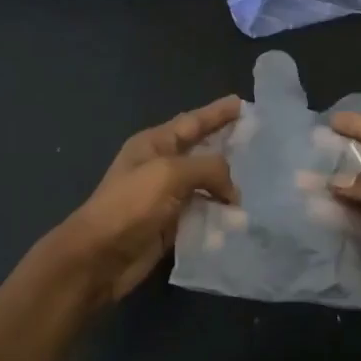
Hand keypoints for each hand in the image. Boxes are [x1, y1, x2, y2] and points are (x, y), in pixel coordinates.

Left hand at [52, 96, 241, 304]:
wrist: (99, 257)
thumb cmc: (130, 205)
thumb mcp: (169, 174)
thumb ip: (208, 169)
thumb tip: (233, 191)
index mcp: (154, 144)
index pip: (192, 122)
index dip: (217, 113)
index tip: (241, 103)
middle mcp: (161, 166)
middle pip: (201, 151)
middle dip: (227, 146)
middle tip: (259, 142)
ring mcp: (166, 197)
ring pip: (205, 185)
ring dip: (229, 185)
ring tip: (261, 182)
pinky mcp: (171, 226)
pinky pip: (203, 214)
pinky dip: (221, 215)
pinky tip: (243, 217)